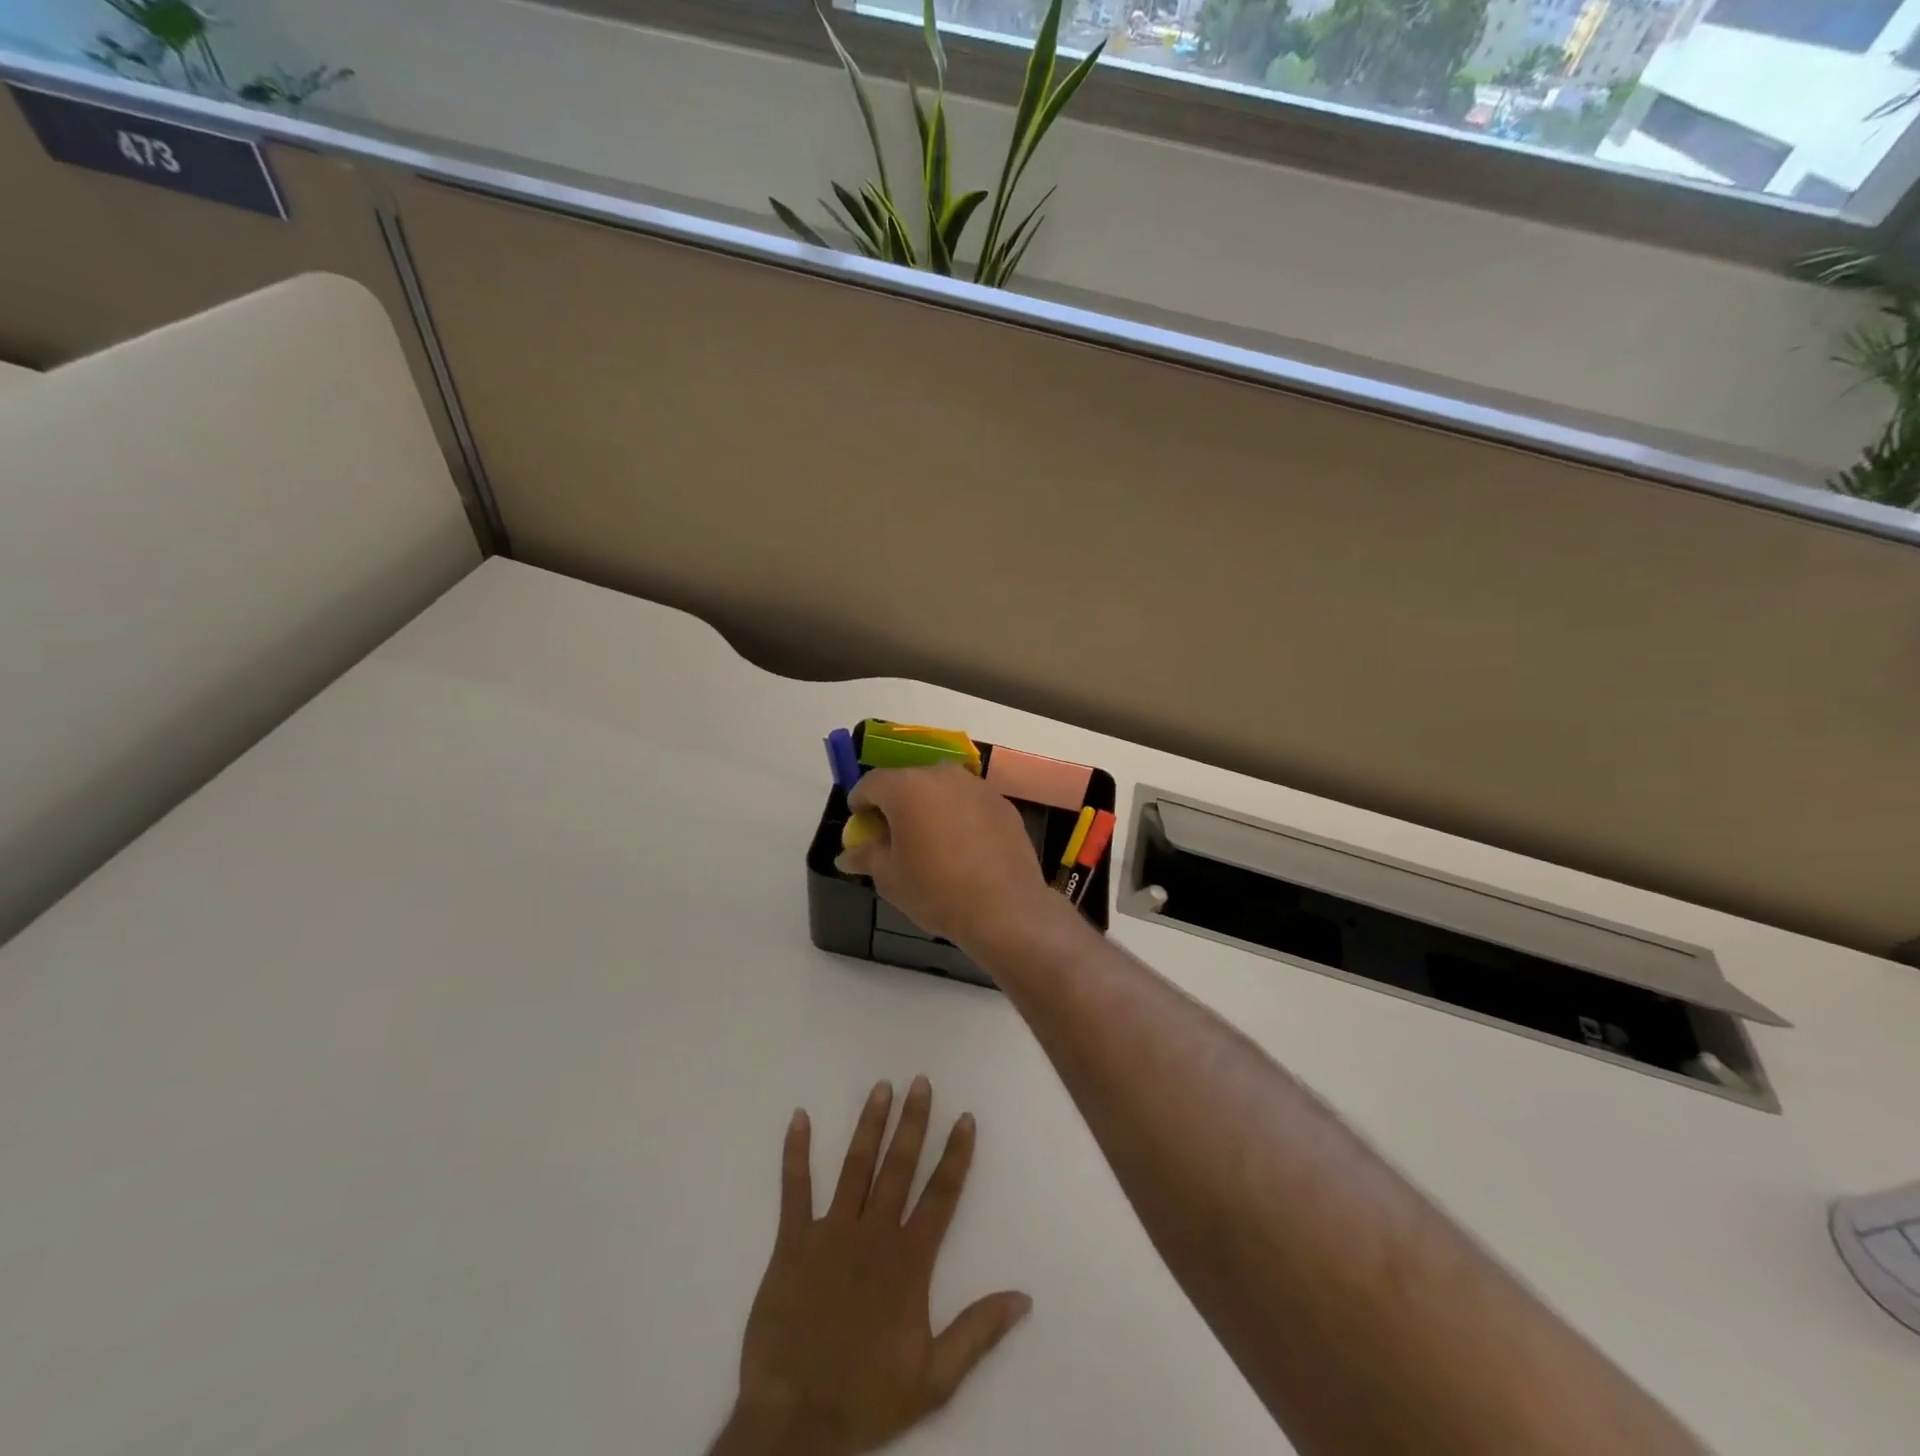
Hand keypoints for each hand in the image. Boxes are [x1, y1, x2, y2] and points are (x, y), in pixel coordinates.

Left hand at [711, 1077, 1031, 1455]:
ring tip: (881, 1088)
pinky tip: (799, 1118)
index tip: (966, 1118)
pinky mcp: (792, 1242)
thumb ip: (978, 1332)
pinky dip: (796, 1153)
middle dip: (913, 1122)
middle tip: (920, 1082)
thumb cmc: (866, 1397)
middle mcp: (874, 1234)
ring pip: (855, 1166)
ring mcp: (831, 1233)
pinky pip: (794, 1189)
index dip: (955, 1155)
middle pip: (900, 1167)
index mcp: (909, 1261)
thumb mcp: (935, 1378)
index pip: (941, 1195)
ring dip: (870, 1125)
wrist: (794, 1422)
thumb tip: (1024, 1298)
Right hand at [835, 766, 1058, 948]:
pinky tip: (962, 848)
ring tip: (929, 841)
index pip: (871, 783)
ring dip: (930, 807)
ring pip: (942, 790)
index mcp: (907, 787)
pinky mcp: (1003, 803)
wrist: (1004, 908)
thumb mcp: (889, 878)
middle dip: (896, 803)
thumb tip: (846, 855)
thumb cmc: (936, 890)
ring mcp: (977, 786)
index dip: (860, 803)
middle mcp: (942, 775)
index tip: (860, 825)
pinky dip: (959, 816)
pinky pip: (969, 803)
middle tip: (893, 835)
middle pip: (908, 781)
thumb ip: (866, 857)